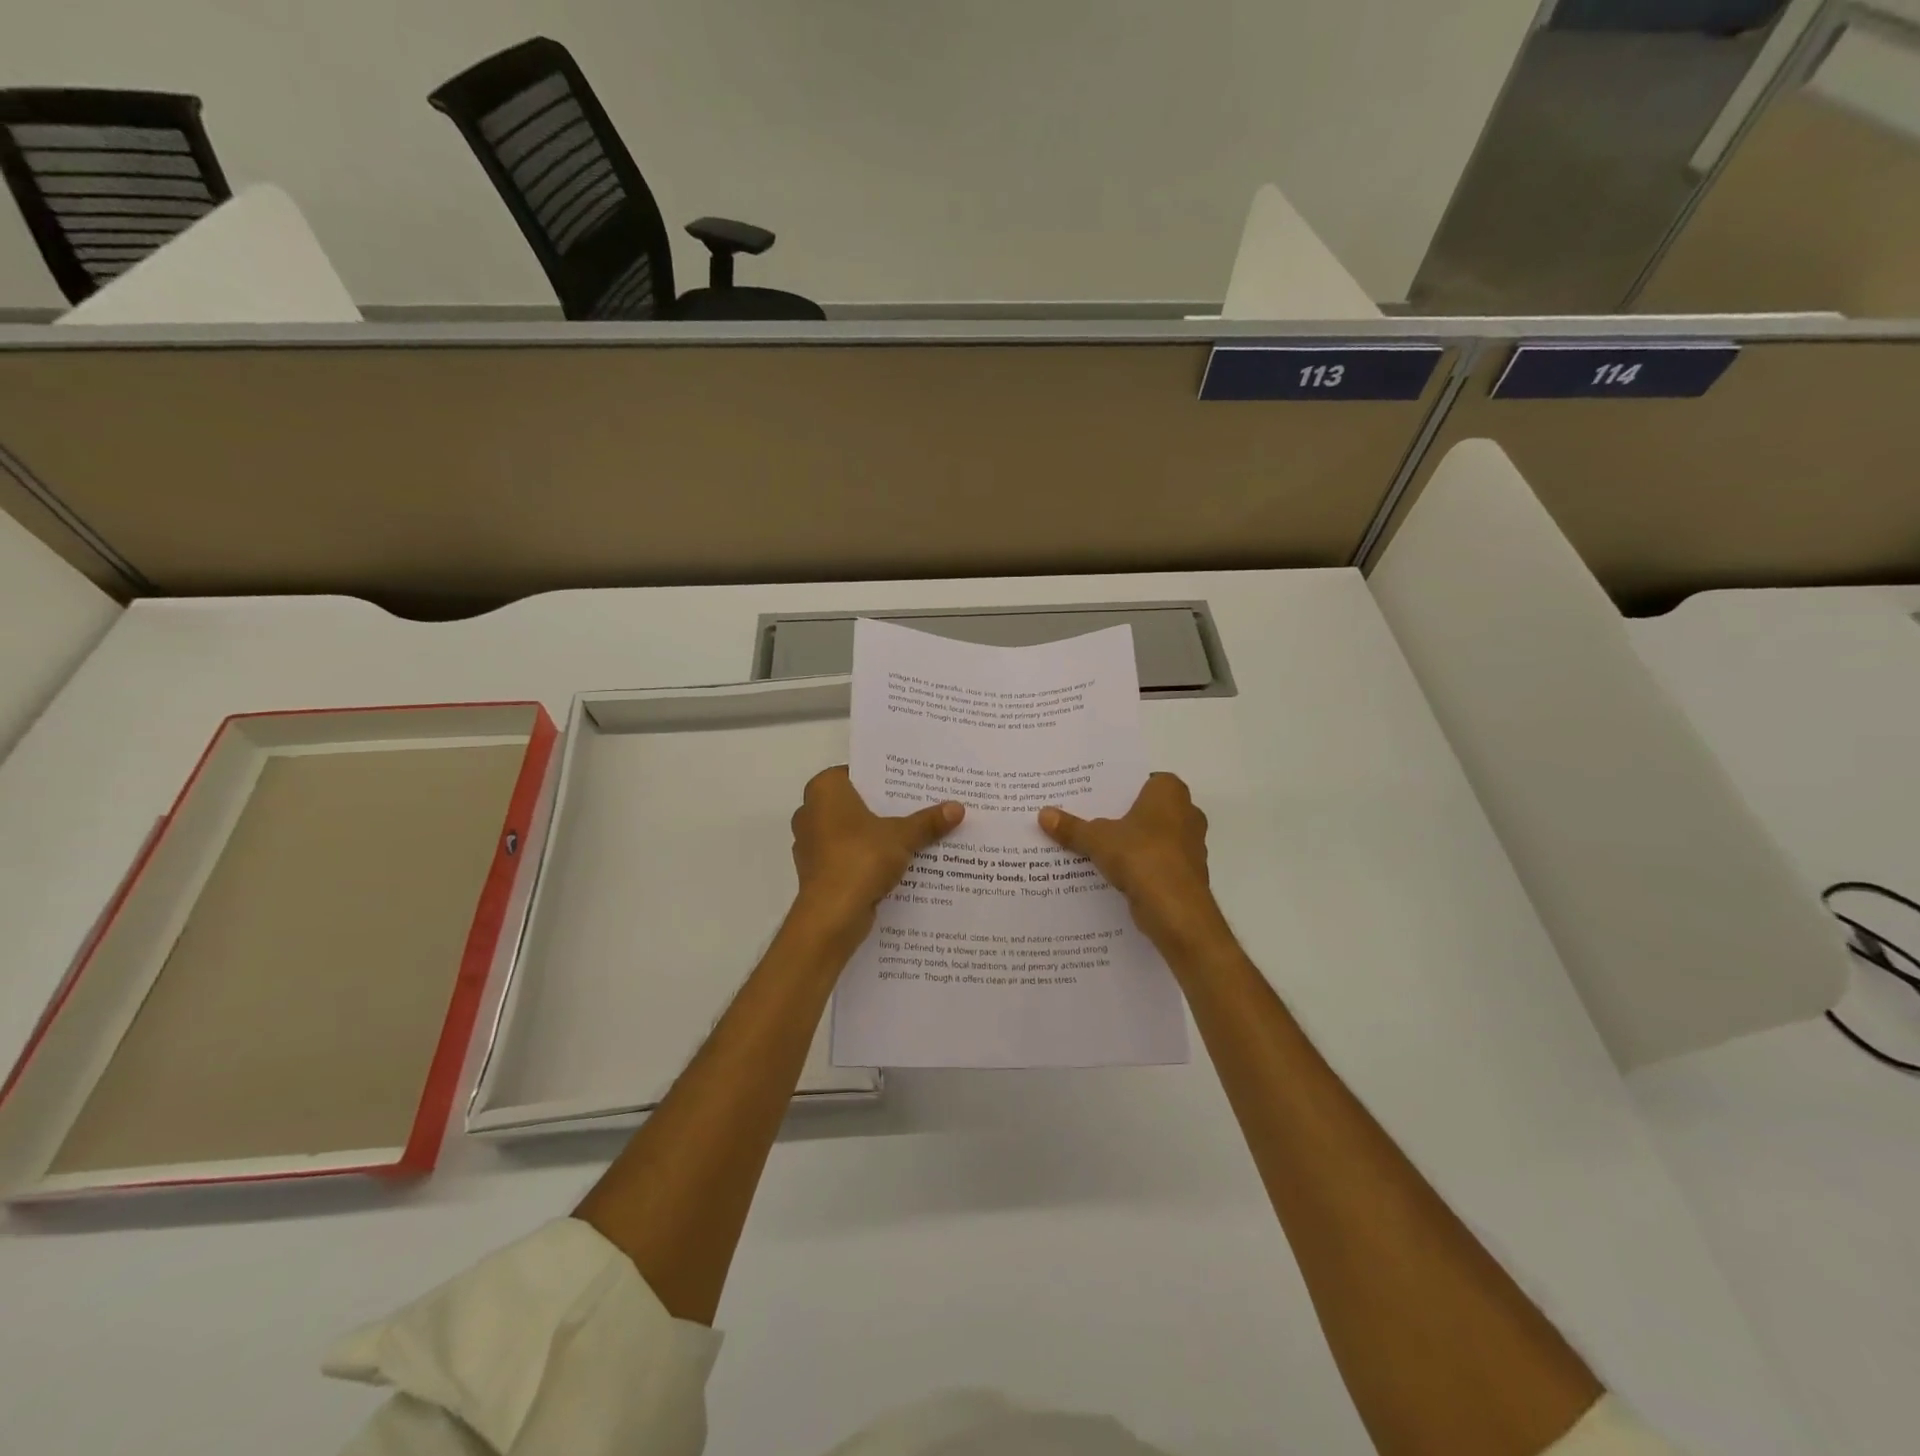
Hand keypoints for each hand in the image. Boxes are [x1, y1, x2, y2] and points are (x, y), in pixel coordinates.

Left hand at [790, 766, 963, 941]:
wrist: (832, 915)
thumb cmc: (860, 858)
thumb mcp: (902, 836)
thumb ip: (928, 821)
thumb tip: (958, 807)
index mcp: (824, 790)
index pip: (857, 773)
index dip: (885, 778)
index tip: (911, 783)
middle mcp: (810, 811)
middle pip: (856, 803)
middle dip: (884, 808)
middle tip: (920, 806)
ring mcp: (811, 844)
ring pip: (851, 832)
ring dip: (877, 835)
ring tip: (914, 835)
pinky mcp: (818, 871)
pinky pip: (848, 856)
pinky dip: (868, 858)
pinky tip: (896, 864)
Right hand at [1039, 773, 1229, 956]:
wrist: (1175, 909)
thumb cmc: (1141, 855)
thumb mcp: (1096, 839)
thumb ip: (1072, 827)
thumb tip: (1043, 814)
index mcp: (1170, 792)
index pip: (1144, 780)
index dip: (1121, 788)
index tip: (1096, 796)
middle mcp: (1187, 813)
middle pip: (1148, 809)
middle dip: (1124, 816)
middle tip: (1090, 819)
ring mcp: (1190, 846)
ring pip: (1154, 837)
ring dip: (1132, 844)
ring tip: (1096, 847)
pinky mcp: (1186, 874)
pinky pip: (1157, 862)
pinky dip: (1140, 866)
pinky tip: (1113, 873)